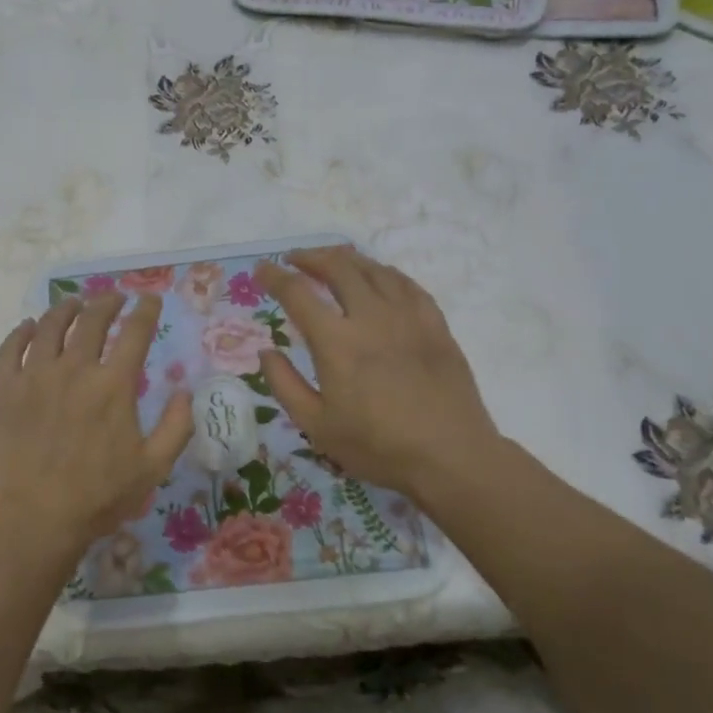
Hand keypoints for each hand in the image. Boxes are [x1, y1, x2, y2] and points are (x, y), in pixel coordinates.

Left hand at [0, 292, 193, 571]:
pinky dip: (20, 331)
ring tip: (73, 304)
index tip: (149, 299)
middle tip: (113, 297)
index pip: (135, 332)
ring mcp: (33, 376)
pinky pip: (9, 348)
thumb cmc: (97, 498)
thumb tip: (184, 391)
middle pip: (92, 320)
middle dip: (107, 302)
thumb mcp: (153, 469)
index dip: (145, 310)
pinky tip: (28, 326)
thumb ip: (176, 426)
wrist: (32, 520)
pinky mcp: (2, 389)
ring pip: (49, 326)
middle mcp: (74, 369)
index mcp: (113, 385)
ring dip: (65, 309)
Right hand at [254, 246, 505, 498]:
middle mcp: (371, 317)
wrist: (450, 456)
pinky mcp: (435, 324)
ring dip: (346, 260)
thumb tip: (265, 351)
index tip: (262, 270)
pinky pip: (406, 284)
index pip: (298, 293)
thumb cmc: (378, 446)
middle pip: (338, 267)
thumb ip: (284, 385)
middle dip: (310, 257)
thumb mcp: (316, 426)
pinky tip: (378, 278)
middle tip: (294, 260)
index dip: (275, 276)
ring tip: (332, 262)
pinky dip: (383, 273)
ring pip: (374, 269)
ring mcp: (407, 316)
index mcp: (336, 342)